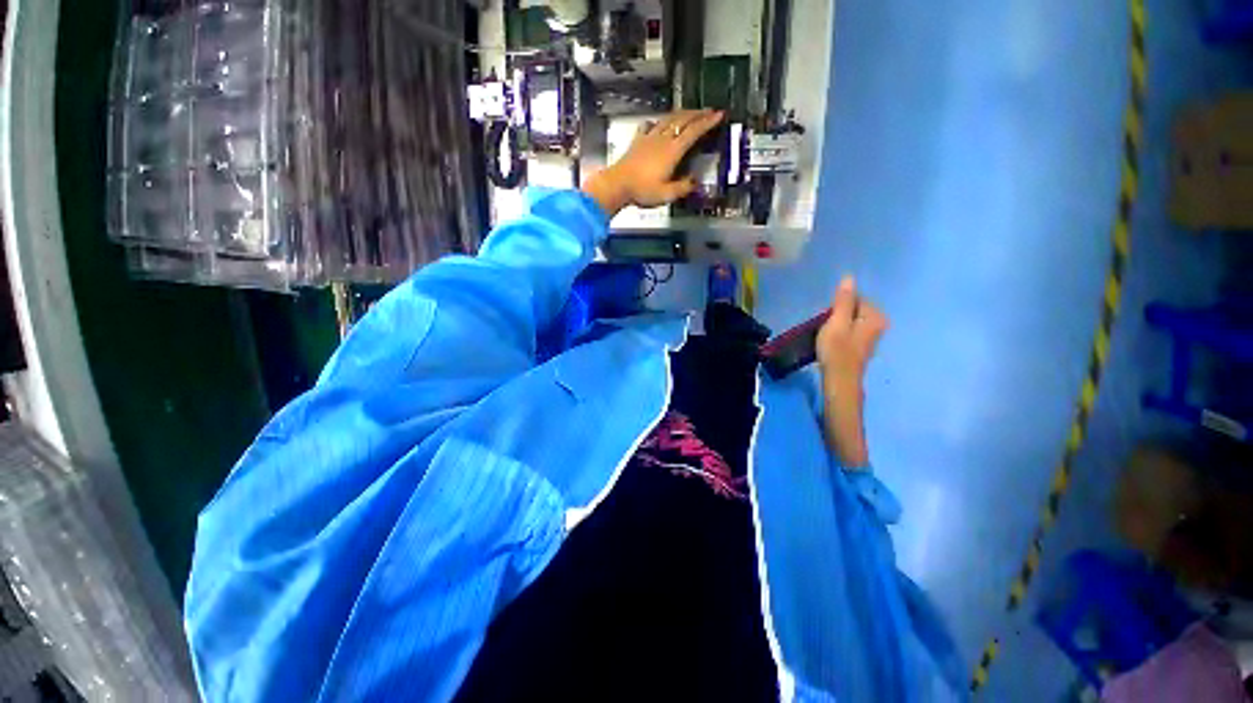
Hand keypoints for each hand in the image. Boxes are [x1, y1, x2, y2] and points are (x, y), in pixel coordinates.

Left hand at [581, 109, 724, 217]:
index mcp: (672, 151)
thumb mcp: (667, 194)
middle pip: (682, 120)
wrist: (618, 185)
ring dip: (681, 113)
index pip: (693, 132)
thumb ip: (683, 188)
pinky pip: (649, 126)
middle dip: (698, 113)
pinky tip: (656, 123)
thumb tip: (694, 182)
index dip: (707, 123)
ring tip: (689, 112)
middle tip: (709, 111)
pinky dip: (657, 122)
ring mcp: (648, 138)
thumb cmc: (642, 190)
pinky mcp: (637, 141)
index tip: (719, 115)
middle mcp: (662, 139)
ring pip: (667, 119)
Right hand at [816, 276, 888, 466]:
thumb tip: (849, 277)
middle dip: (837, 314)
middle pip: (853, 309)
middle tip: (826, 326)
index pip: (855, 298)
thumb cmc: (837, 350)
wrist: (839, 381)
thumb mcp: (837, 321)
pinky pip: (849, 330)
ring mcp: (871, 336)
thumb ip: (843, 300)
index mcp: (875, 316)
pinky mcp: (861, 346)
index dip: (837, 306)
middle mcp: (879, 324)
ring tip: (826, 335)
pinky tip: (831, 342)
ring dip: (837, 324)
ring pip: (850, 320)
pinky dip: (839, 333)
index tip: (827, 318)